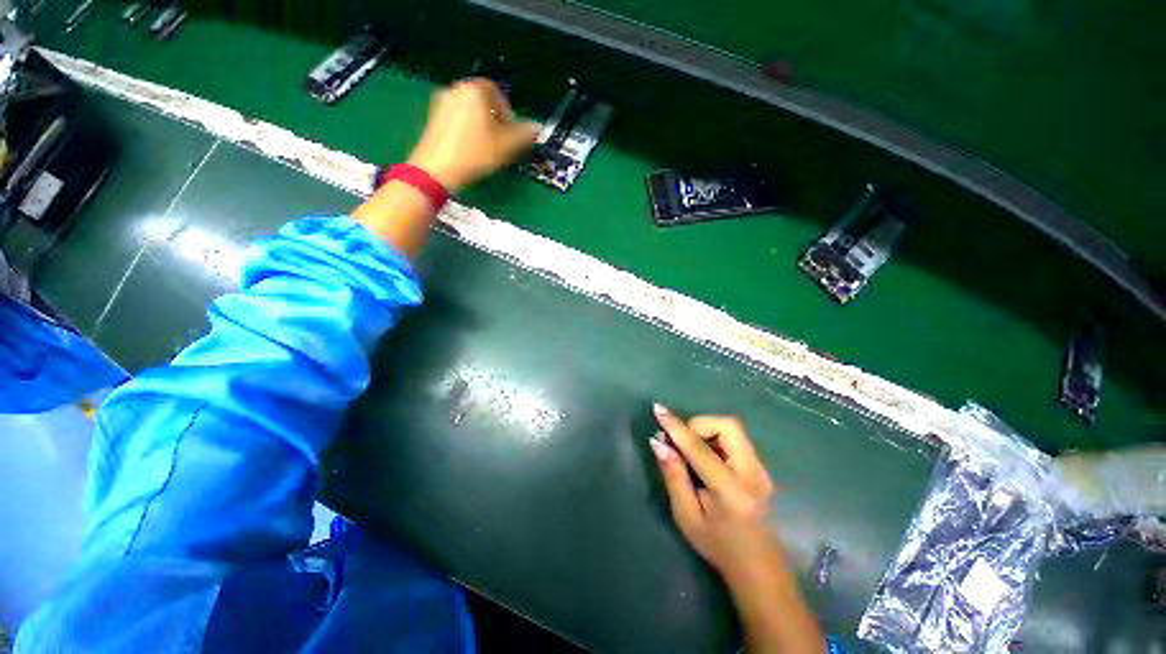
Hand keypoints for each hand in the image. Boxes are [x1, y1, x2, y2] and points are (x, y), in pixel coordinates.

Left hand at [407, 78, 540, 191]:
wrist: (437, 169)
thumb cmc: (474, 154)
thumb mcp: (504, 146)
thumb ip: (523, 134)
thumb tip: (538, 127)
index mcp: (474, 90)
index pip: (497, 93)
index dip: (508, 112)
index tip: (512, 132)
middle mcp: (456, 90)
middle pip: (482, 101)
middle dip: (496, 119)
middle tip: (503, 141)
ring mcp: (442, 103)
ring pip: (470, 110)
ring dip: (483, 125)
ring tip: (488, 147)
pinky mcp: (433, 118)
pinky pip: (458, 118)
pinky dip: (468, 129)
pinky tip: (472, 149)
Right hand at [650, 405, 823, 652]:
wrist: (759, 568)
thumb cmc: (718, 545)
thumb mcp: (686, 516)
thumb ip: (673, 476)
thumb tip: (658, 442)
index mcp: (731, 490)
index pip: (699, 448)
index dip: (676, 427)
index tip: (658, 410)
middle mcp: (752, 473)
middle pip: (727, 425)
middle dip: (698, 424)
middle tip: (681, 441)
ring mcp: (761, 469)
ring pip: (732, 429)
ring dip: (706, 430)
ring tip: (690, 449)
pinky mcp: (762, 467)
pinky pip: (736, 439)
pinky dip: (715, 438)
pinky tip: (705, 457)